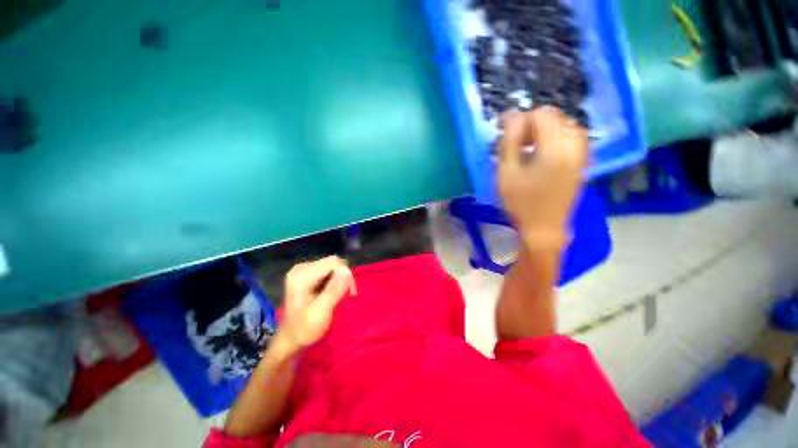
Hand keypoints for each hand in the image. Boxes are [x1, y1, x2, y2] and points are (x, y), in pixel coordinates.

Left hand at [278, 256, 355, 350]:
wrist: (290, 340)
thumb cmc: (305, 329)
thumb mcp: (321, 312)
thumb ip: (334, 290)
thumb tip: (348, 271)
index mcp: (302, 276)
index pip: (333, 263)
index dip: (346, 274)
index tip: (351, 292)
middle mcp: (301, 268)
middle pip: (333, 262)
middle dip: (343, 276)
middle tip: (347, 294)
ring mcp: (303, 270)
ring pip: (332, 265)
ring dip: (340, 279)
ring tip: (339, 295)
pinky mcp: (307, 274)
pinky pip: (328, 270)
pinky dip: (334, 280)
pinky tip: (332, 292)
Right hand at [498, 107, 588, 247]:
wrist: (544, 227)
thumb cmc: (520, 202)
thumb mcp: (506, 173)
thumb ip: (508, 141)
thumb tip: (512, 117)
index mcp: (555, 149)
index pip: (541, 115)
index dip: (520, 119)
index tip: (504, 131)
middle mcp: (575, 145)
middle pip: (554, 115)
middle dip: (531, 124)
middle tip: (516, 142)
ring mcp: (582, 152)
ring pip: (564, 123)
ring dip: (544, 129)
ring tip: (529, 146)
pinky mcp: (583, 160)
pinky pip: (572, 135)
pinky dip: (556, 135)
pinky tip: (544, 149)